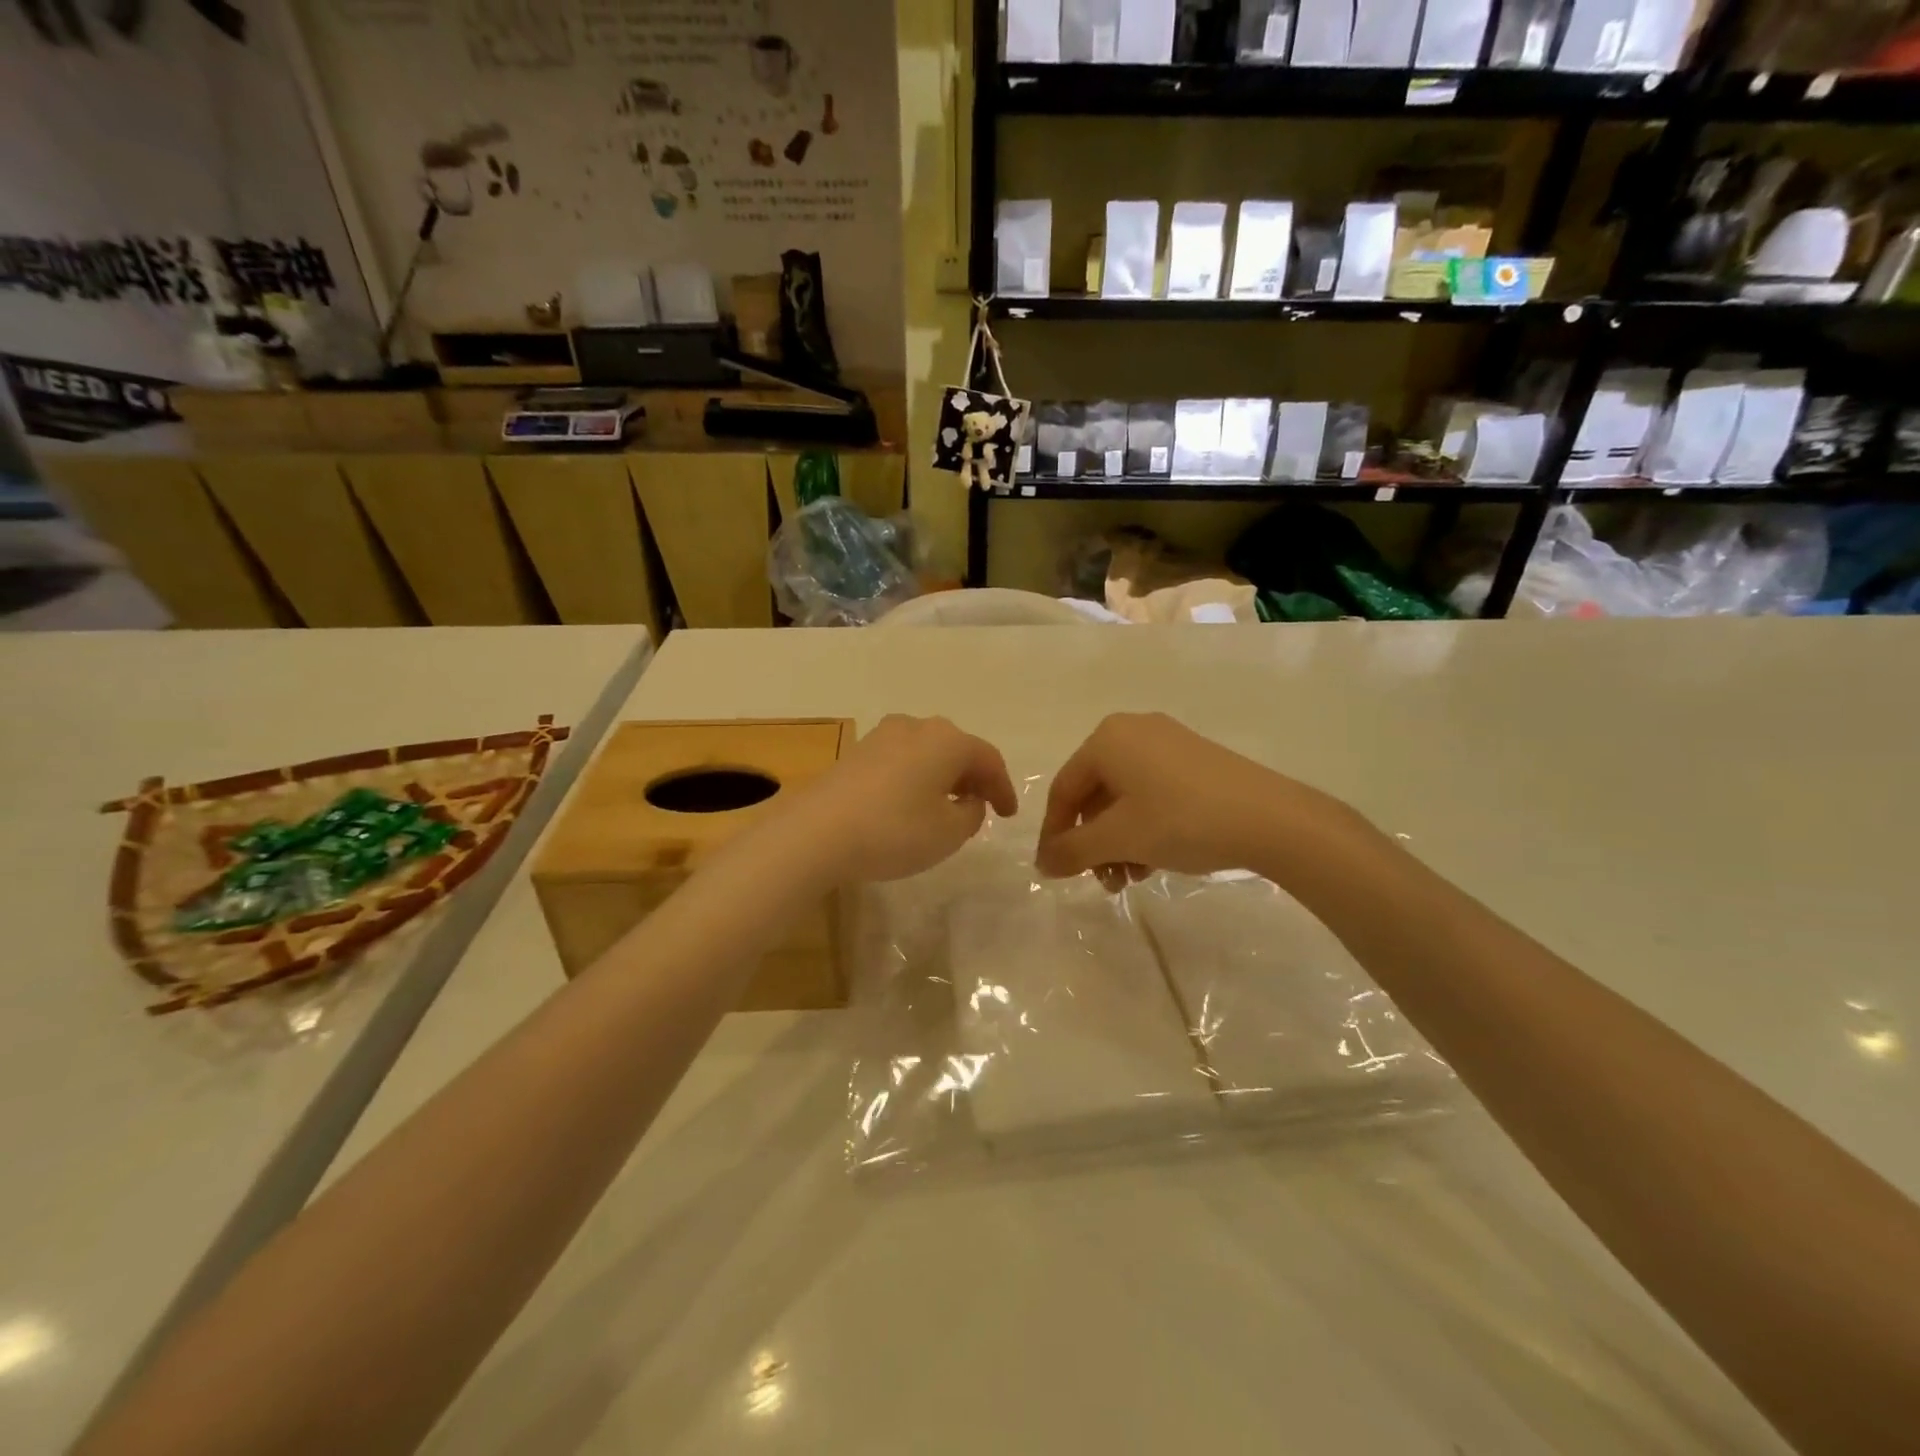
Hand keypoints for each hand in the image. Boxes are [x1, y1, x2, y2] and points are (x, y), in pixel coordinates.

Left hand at [785, 715, 1017, 885]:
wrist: (815, 832)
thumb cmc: (894, 831)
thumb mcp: (949, 832)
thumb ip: (971, 814)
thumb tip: (968, 800)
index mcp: (948, 740)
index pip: (989, 759)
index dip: (1003, 788)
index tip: (1008, 815)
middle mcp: (917, 727)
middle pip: (957, 749)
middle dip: (973, 777)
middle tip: (981, 806)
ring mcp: (882, 736)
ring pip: (927, 752)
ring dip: (943, 776)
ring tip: (946, 806)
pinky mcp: (857, 752)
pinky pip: (901, 761)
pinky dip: (916, 778)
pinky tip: (911, 803)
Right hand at [1035, 713, 1361, 886]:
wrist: (1271, 819)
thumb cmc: (1182, 820)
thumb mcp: (1119, 838)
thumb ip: (1072, 850)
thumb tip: (1042, 863)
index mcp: (1107, 738)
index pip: (1064, 790)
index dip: (1054, 834)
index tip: (1054, 872)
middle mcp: (1133, 731)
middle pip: (1095, 794)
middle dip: (1093, 843)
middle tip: (1102, 880)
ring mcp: (1168, 743)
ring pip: (1125, 798)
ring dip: (1118, 842)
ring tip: (1130, 878)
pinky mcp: (1195, 761)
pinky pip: (1152, 794)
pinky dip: (1144, 828)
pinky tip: (1154, 861)